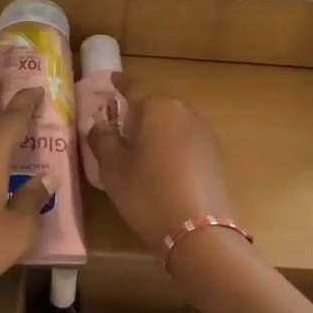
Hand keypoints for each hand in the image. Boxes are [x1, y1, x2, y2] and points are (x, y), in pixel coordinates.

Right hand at [85, 75, 236, 249]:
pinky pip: (185, 139)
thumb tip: (98, 124)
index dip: (119, 84)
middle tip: (118, 121)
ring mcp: (203, 133)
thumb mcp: (113, 169)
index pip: (134, 86)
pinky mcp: (214, 155)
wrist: (199, 231)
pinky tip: (160, 163)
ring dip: (155, 128)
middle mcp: (184, 111)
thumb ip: (102, 140)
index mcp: (157, 107)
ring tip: (138, 145)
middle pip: (156, 103)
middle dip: (137, 109)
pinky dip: (170, 144)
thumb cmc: (147, 194)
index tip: (110, 80)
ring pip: (173, 121)